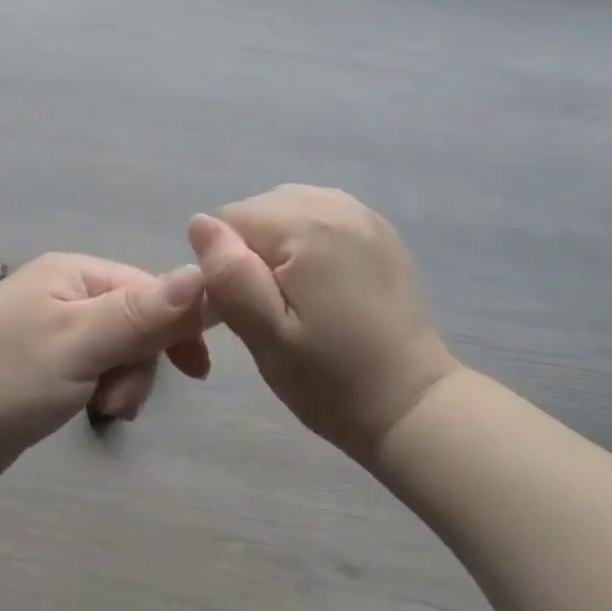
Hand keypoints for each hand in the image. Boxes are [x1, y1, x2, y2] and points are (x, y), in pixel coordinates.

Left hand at [0, 254, 211, 486]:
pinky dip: (101, 391)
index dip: (177, 324)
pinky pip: (95, 371)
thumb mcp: (80, 341)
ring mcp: (53, 331)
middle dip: (140, 363)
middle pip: (137, 321)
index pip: (149, 288)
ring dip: (122, 382)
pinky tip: (91, 412)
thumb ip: (142, 311)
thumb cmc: (7, 376)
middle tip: (119, 401)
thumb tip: (203, 271)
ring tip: (103, 411)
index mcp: (73, 273)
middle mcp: (65, 294)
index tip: (196, 370)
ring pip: (119, 351)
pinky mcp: (44, 367)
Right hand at [188, 185, 457, 463]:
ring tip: (298, 298)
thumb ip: (229, 276)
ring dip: (280, 246)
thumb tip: (199, 223)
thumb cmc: (331, 380)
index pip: (230, 220)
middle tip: (274, 310)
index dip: (228, 265)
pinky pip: (322, 217)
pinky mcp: (380, 232)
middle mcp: (336, 205)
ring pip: (289, 210)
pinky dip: (310, 243)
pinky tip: (323, 285)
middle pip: (260, 210)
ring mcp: (364, 215)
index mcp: (306, 226)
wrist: (413, 405)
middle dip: (253, 252)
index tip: (249, 310)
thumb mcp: (266, 337)